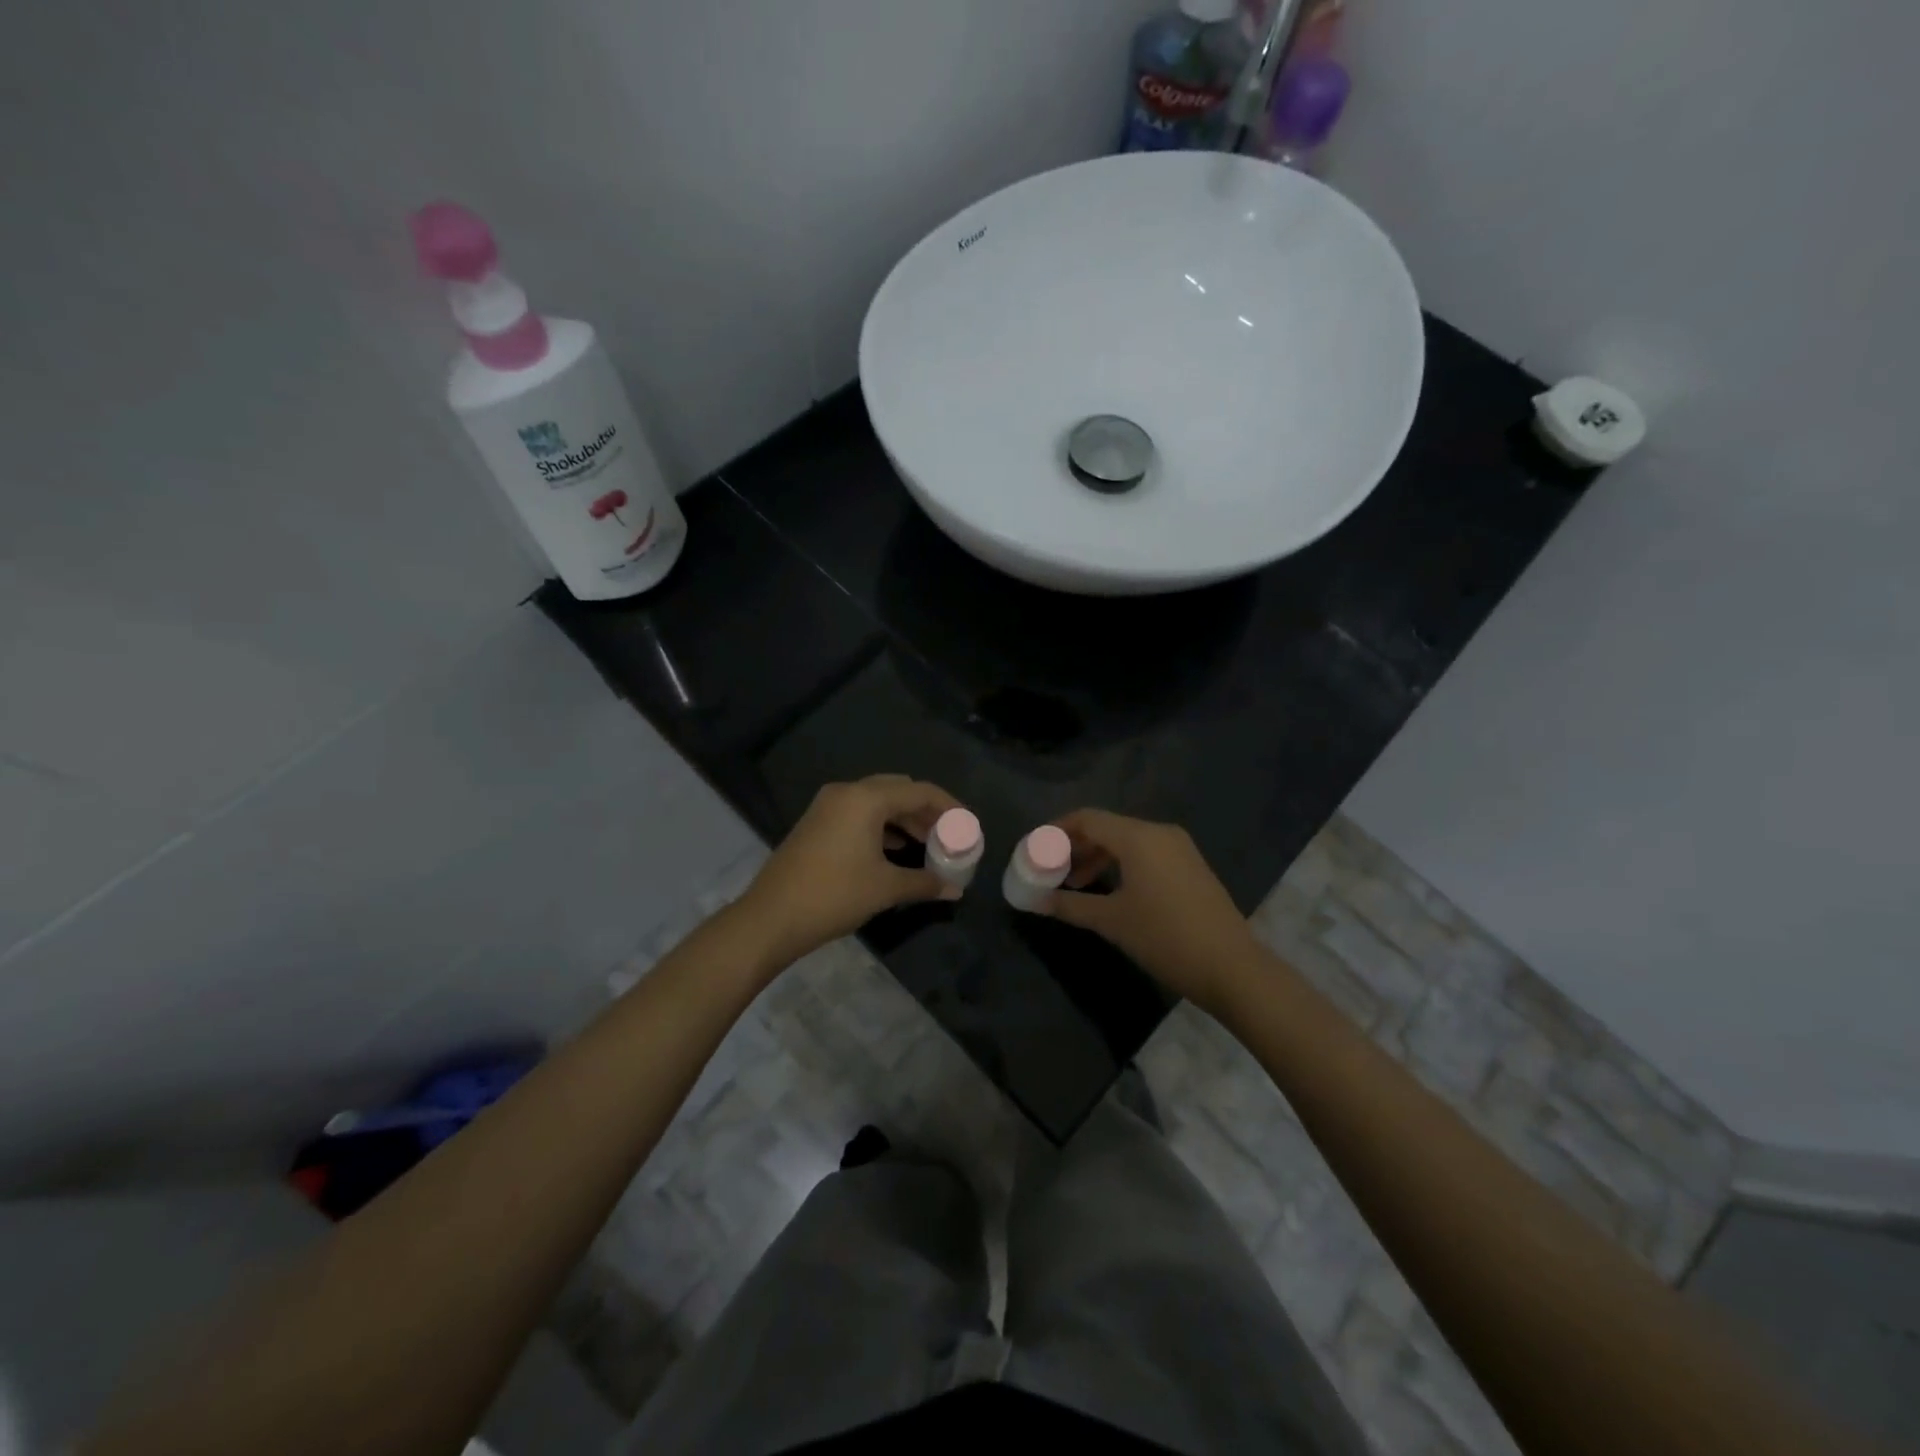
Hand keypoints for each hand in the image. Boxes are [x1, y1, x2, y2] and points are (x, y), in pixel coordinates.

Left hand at [737, 774, 961, 970]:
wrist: (770, 918)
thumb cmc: (834, 895)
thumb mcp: (885, 888)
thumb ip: (924, 882)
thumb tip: (955, 890)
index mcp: (866, 798)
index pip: (919, 791)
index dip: (949, 806)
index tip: (969, 825)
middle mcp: (846, 793)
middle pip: (898, 790)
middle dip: (926, 810)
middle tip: (948, 834)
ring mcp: (827, 807)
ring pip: (877, 802)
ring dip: (904, 819)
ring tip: (928, 843)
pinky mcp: (817, 824)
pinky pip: (859, 814)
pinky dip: (882, 827)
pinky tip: (897, 849)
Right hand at [1043, 809, 1260, 1013]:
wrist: (1232, 968)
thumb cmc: (1165, 938)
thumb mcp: (1112, 921)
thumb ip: (1070, 905)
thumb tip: (1035, 901)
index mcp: (1139, 837)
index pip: (1087, 819)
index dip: (1057, 830)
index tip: (1035, 848)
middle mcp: (1160, 833)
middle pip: (1107, 827)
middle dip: (1076, 845)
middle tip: (1051, 869)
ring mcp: (1179, 849)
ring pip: (1127, 841)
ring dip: (1098, 857)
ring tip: (1075, 884)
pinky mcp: (1190, 866)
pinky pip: (1146, 854)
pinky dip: (1122, 864)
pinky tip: (1110, 890)